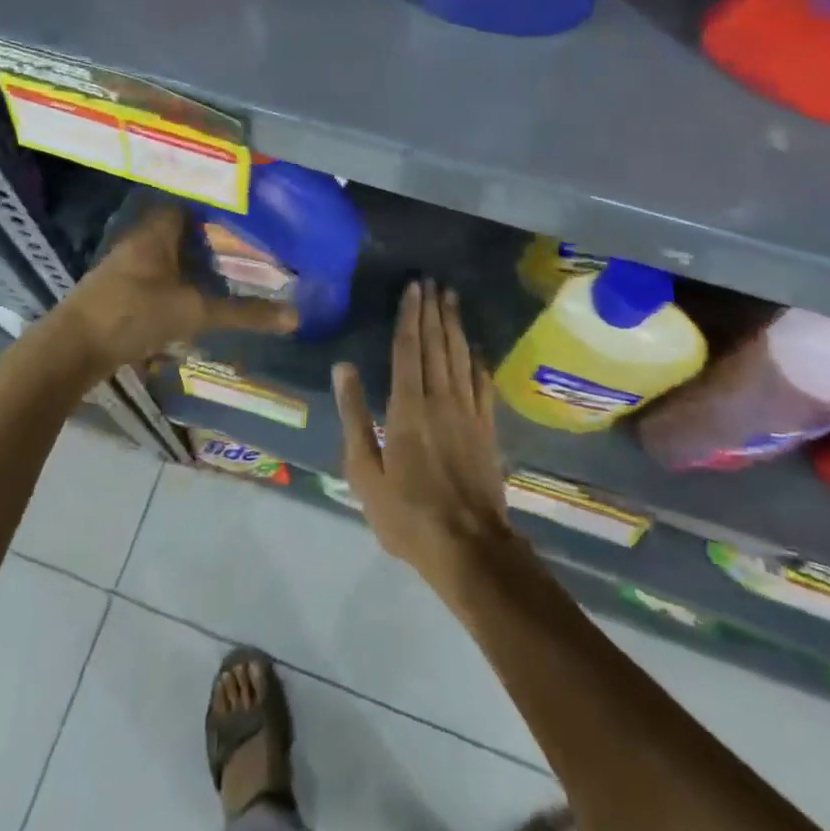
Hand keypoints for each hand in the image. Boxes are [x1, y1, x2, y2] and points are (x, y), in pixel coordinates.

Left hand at [46, 205, 296, 385]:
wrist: (70, 351)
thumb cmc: (133, 315)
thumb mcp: (193, 313)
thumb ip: (242, 313)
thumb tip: (294, 316)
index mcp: (157, 231)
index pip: (193, 203)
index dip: (220, 208)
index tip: (251, 218)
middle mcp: (140, 240)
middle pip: (182, 230)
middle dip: (212, 239)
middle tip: (248, 249)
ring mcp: (125, 265)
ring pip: (168, 255)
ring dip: (194, 264)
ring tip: (229, 274)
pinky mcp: (117, 290)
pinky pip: (157, 276)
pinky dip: (178, 283)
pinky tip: (196, 300)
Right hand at [333, 280, 514, 593]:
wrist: (470, 548)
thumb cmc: (407, 514)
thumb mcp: (364, 472)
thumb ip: (355, 416)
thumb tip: (343, 368)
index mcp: (407, 407)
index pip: (408, 349)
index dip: (410, 316)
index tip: (413, 287)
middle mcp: (439, 400)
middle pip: (436, 345)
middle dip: (433, 311)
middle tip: (433, 282)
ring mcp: (467, 413)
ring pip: (460, 357)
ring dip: (455, 326)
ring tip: (452, 299)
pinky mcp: (486, 429)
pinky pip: (482, 384)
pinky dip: (477, 360)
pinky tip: (476, 347)